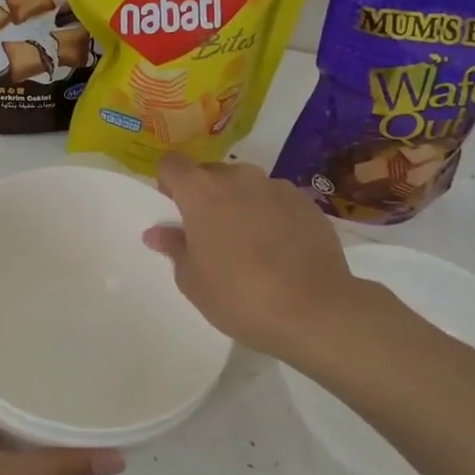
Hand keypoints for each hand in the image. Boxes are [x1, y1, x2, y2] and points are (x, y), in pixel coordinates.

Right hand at [143, 153, 398, 362]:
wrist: (315, 310)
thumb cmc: (239, 296)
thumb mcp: (192, 281)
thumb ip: (174, 248)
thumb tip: (158, 232)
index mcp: (200, 191)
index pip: (171, 163)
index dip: (168, 182)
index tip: (173, 208)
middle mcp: (237, 177)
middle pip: (210, 173)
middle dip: (205, 195)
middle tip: (210, 234)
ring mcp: (276, 187)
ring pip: (246, 186)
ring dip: (240, 204)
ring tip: (250, 244)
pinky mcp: (307, 202)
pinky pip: (277, 201)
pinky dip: (272, 216)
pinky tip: (281, 250)